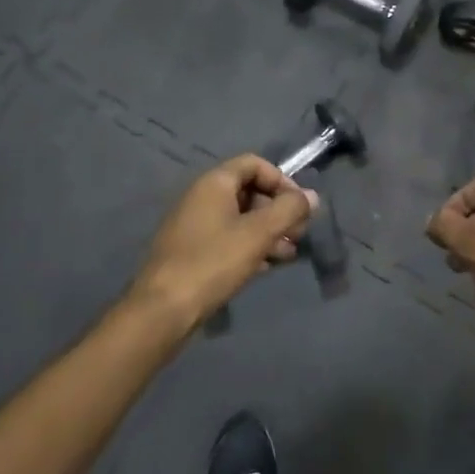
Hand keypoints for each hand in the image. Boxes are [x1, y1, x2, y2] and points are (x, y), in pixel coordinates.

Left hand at [128, 155, 315, 326]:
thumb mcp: (258, 233)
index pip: (254, 164)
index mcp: (214, 183)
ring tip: (289, 254)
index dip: (281, 180)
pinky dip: (250, 246)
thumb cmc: (213, 262)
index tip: (299, 206)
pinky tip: (267, 266)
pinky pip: (227, 238)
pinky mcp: (192, 252)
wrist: (163, 309)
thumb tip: (311, 196)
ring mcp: (194, 225)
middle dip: (277, 210)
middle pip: (248, 191)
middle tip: (298, 234)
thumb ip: (289, 210)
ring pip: (240, 218)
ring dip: (268, 231)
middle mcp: (201, 197)